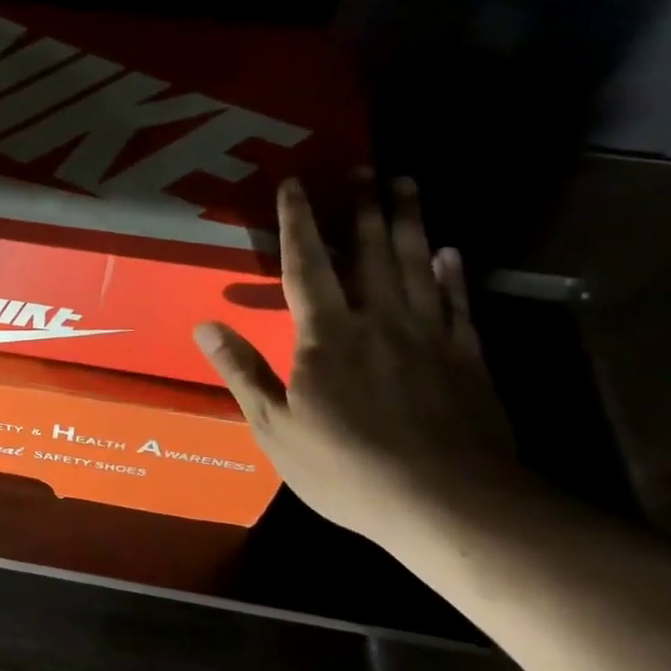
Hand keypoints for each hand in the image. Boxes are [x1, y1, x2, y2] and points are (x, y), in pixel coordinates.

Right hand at [194, 174, 518, 543]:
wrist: (451, 503)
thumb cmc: (350, 468)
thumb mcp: (276, 428)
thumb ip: (242, 371)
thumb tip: (204, 325)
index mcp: (327, 336)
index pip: (307, 266)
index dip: (297, 222)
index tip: (294, 182)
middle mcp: (379, 321)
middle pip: (369, 252)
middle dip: (362, 206)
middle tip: (364, 166)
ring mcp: (428, 336)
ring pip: (416, 265)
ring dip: (409, 221)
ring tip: (406, 184)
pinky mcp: (466, 358)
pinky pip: (457, 303)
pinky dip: (452, 274)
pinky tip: (450, 253)